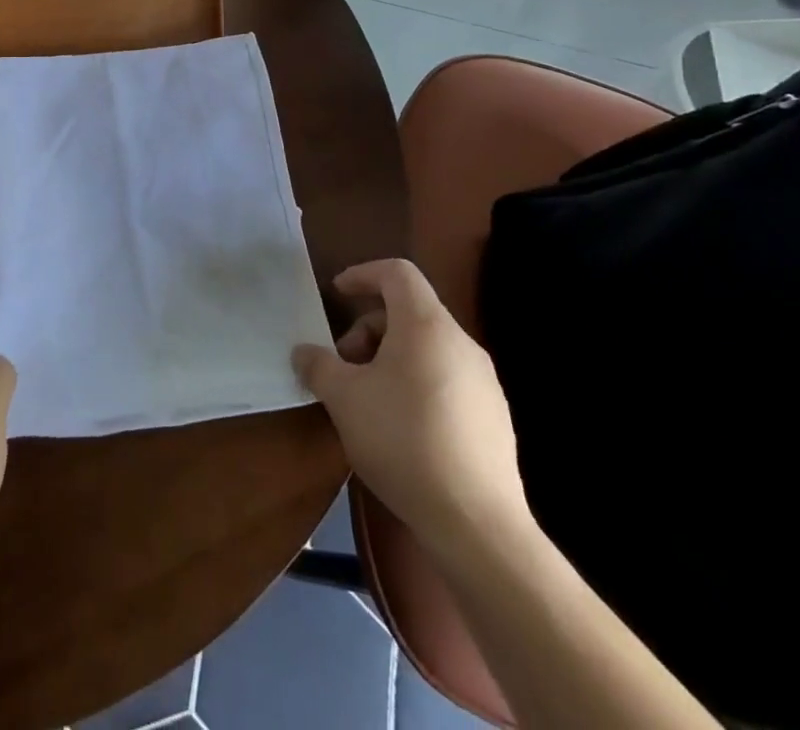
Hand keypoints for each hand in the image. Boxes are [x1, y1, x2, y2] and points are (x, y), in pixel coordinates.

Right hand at [293, 258, 528, 563]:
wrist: (477, 525)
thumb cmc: (403, 440)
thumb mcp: (343, 398)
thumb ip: (318, 365)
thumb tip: (305, 352)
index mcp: (426, 326)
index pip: (397, 273)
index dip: (363, 274)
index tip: (337, 294)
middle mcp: (461, 344)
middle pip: (410, 312)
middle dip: (369, 330)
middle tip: (344, 365)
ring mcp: (485, 383)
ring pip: (428, 348)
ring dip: (390, 359)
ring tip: (367, 399)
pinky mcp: (495, 419)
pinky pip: (447, 380)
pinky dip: (416, 384)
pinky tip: (400, 428)